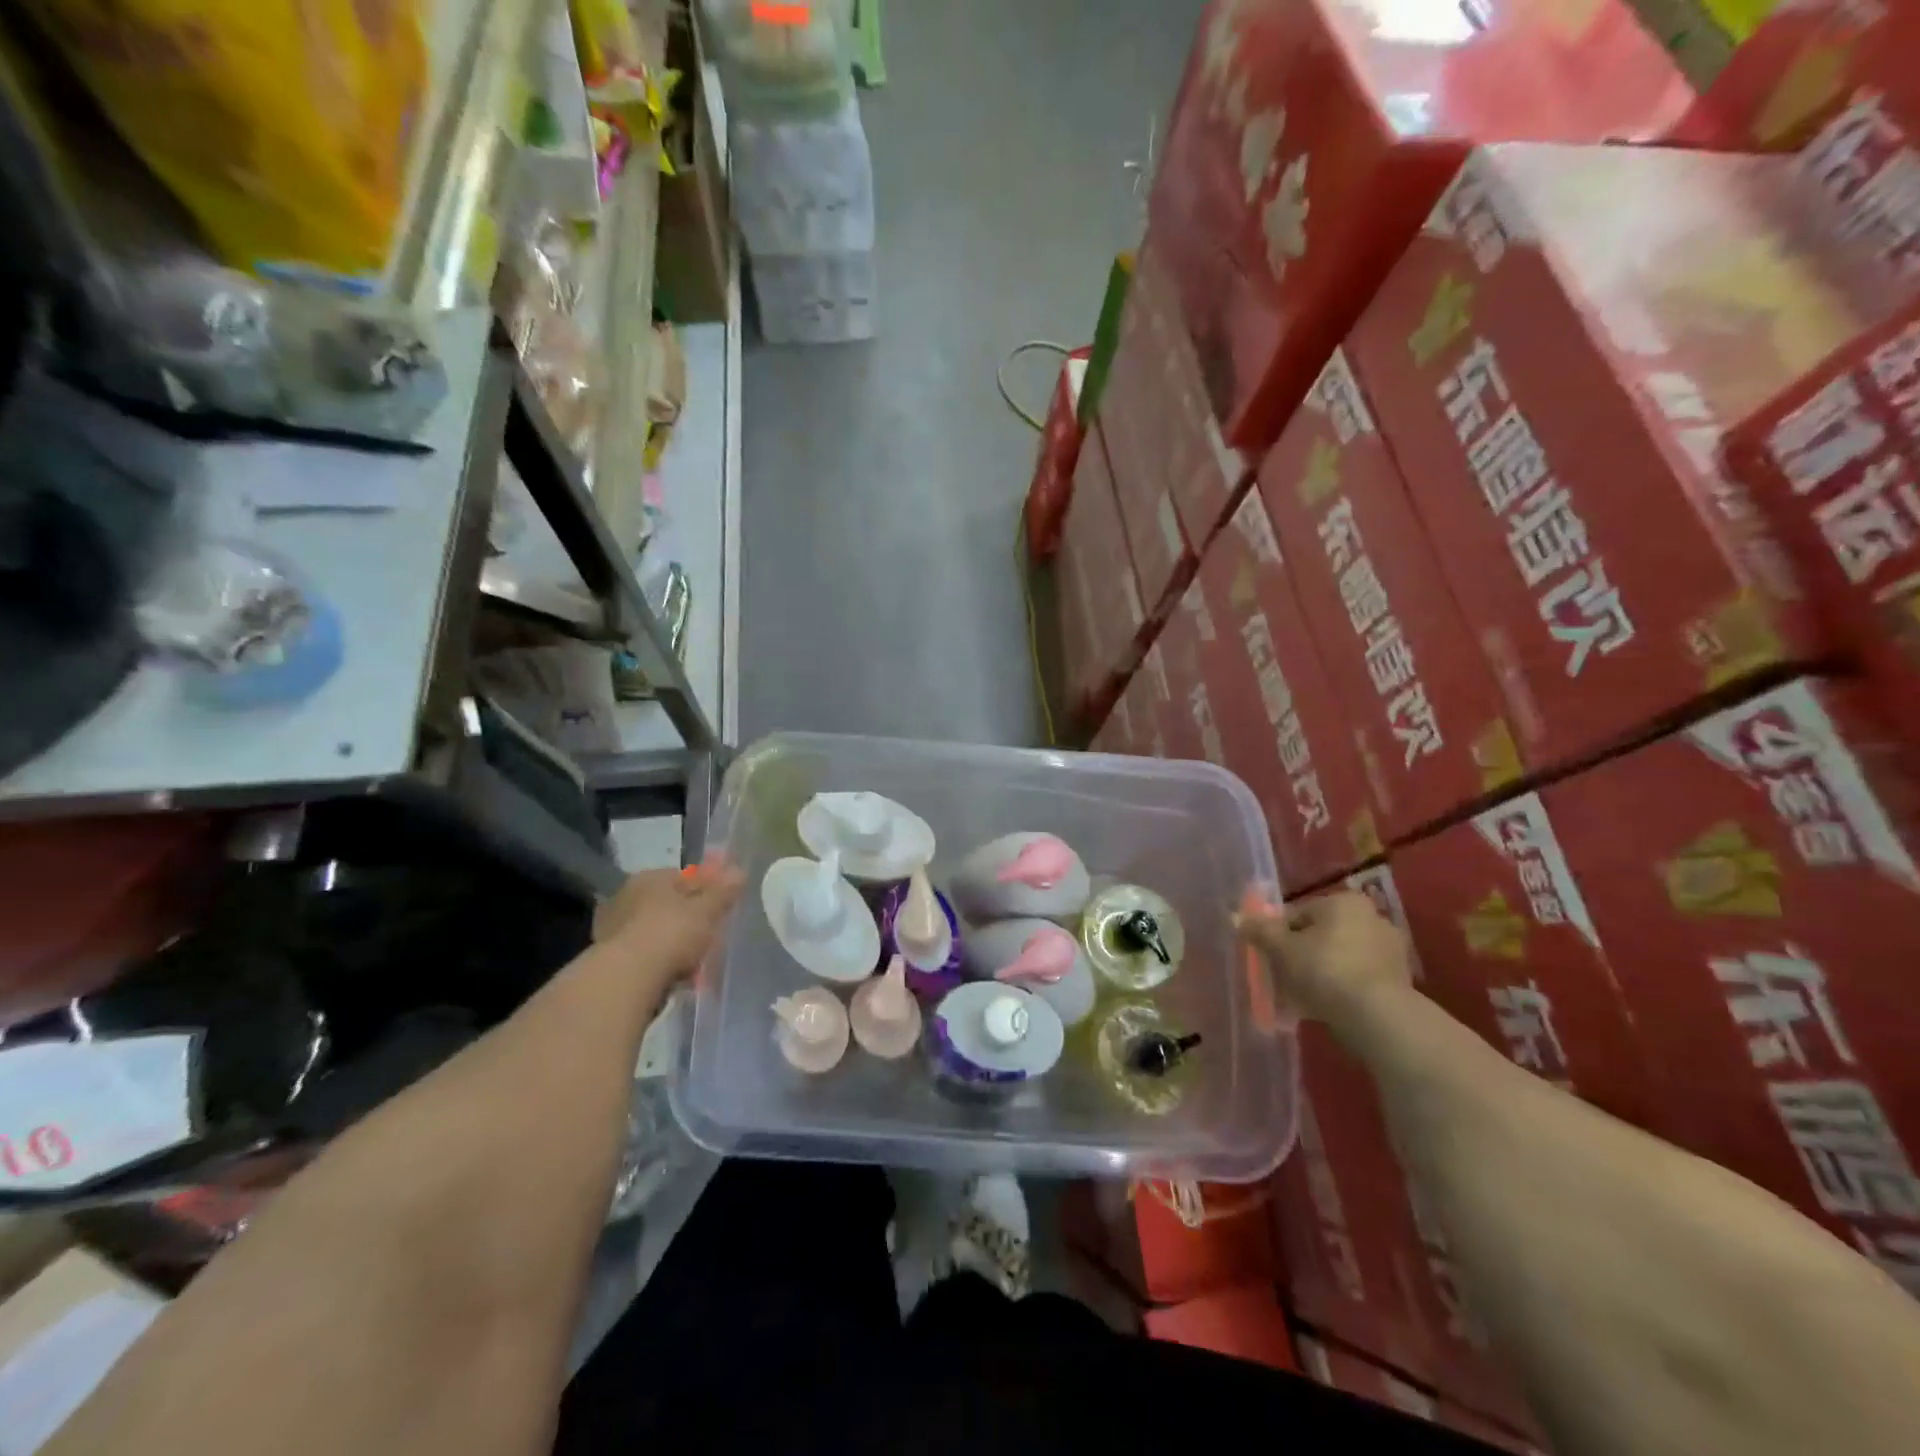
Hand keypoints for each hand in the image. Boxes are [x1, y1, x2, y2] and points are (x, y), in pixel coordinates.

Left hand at [594, 860, 742, 990]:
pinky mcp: (609, 959)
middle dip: (690, 918)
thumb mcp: (707, 910)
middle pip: (669, 905)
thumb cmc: (670, 934)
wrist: (625, 980)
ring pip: (657, 931)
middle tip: (711, 935)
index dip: (708, 889)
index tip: (723, 906)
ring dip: (675, 943)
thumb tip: (739, 871)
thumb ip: (723, 891)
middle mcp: (627, 897)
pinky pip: (646, 956)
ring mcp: (613, 928)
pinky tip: (676, 977)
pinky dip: (661, 963)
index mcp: (650, 878)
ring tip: (696, 963)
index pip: (686, 877)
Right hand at [1236, 890, 1413, 1034]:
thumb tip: (1236, 917)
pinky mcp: (1400, 981)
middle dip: (1300, 955)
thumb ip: (1259, 930)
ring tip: (1301, 999)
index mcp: (1343, 902)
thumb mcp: (1281, 948)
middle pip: (1321, 935)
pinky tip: (1325, 1008)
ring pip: (1339, 958)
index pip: (1298, 913)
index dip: (1277, 935)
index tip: (1268, 958)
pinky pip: (1358, 978)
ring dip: (1320, 974)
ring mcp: (1390, 950)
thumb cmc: (1324, 970)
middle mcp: (1371, 917)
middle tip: (1282, 979)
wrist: (1377, 1016)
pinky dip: (1341, 989)